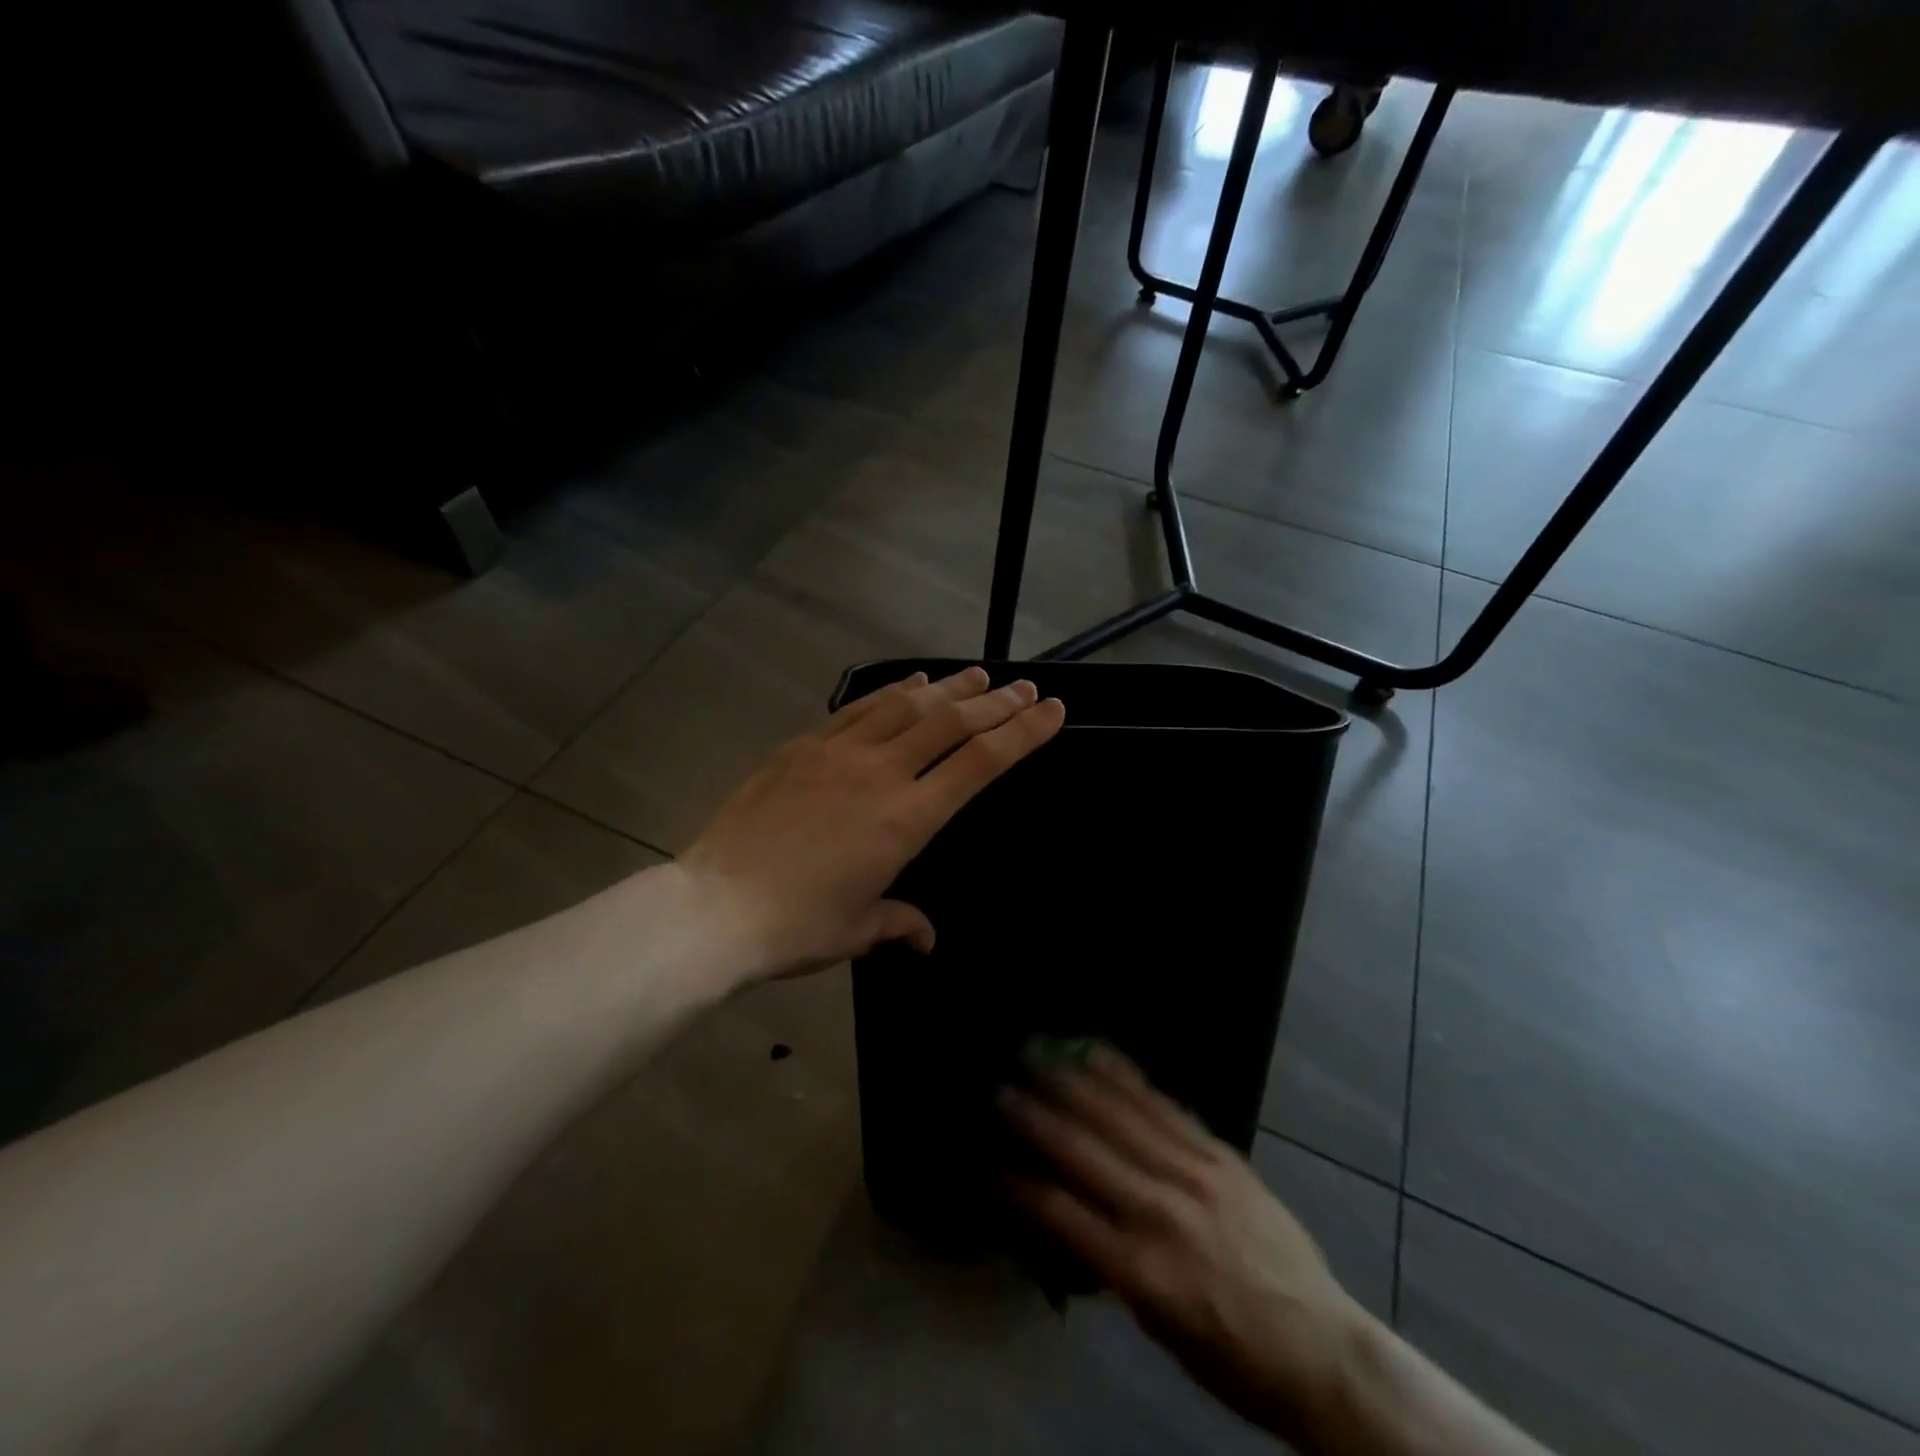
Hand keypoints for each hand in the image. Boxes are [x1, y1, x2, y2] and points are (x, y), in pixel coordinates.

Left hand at [678, 667, 1064, 985]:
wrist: (715, 907)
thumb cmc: (796, 926)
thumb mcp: (858, 929)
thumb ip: (900, 923)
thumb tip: (926, 938)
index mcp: (906, 818)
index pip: (980, 763)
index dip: (1022, 733)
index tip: (1052, 710)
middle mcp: (880, 772)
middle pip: (951, 723)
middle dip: (996, 703)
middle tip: (1026, 687)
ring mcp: (838, 752)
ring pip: (907, 705)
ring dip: (949, 687)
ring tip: (978, 676)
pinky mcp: (803, 745)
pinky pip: (860, 708)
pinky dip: (894, 691)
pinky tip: (912, 683)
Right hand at [1001, 1046, 1367, 1443]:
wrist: (1321, 1348)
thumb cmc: (1230, 1355)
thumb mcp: (1156, 1327)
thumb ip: (1109, 1264)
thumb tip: (1064, 1213)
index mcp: (1141, 1270)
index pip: (1060, 1213)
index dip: (1018, 1182)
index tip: (988, 1157)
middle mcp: (1161, 1212)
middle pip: (1083, 1151)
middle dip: (1035, 1116)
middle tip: (999, 1087)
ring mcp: (1193, 1174)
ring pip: (1119, 1116)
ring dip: (1072, 1083)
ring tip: (1037, 1056)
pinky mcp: (1219, 1154)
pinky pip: (1162, 1106)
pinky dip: (1124, 1078)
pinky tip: (1097, 1054)